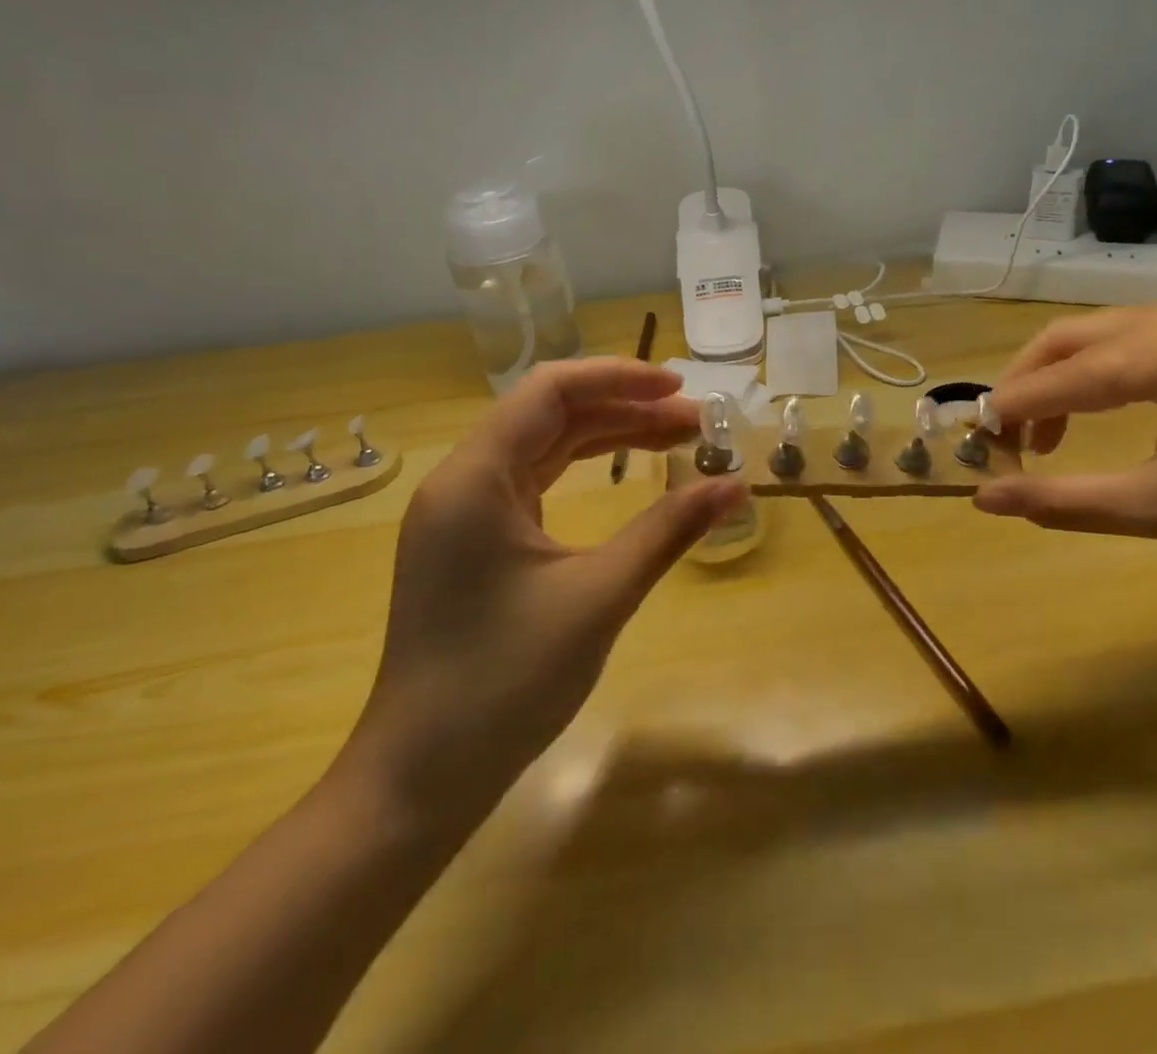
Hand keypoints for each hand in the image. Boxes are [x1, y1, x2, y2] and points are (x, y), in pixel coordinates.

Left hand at [339, 359, 745, 836]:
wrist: (420, 779)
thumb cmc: (505, 683)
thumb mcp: (600, 596)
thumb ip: (669, 530)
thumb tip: (735, 486)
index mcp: (476, 478)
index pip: (550, 391)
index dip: (619, 377)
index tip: (680, 387)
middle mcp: (462, 481)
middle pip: (550, 415)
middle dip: (626, 409)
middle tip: (696, 423)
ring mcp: (464, 513)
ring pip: (545, 447)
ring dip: (610, 438)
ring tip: (676, 441)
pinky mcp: (473, 543)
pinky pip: (535, 483)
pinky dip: (585, 470)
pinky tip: (625, 475)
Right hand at [973, 303, 1156, 586]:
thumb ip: (1064, 500)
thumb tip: (984, 498)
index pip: (1064, 376)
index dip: (1011, 408)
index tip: (972, 438)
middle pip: (1073, 338)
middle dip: (1028, 385)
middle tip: (1005, 438)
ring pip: (1101, 336)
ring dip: (1062, 379)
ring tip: (1047, 438)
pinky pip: (1135, 340)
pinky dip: (1100, 373)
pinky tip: (1100, 412)